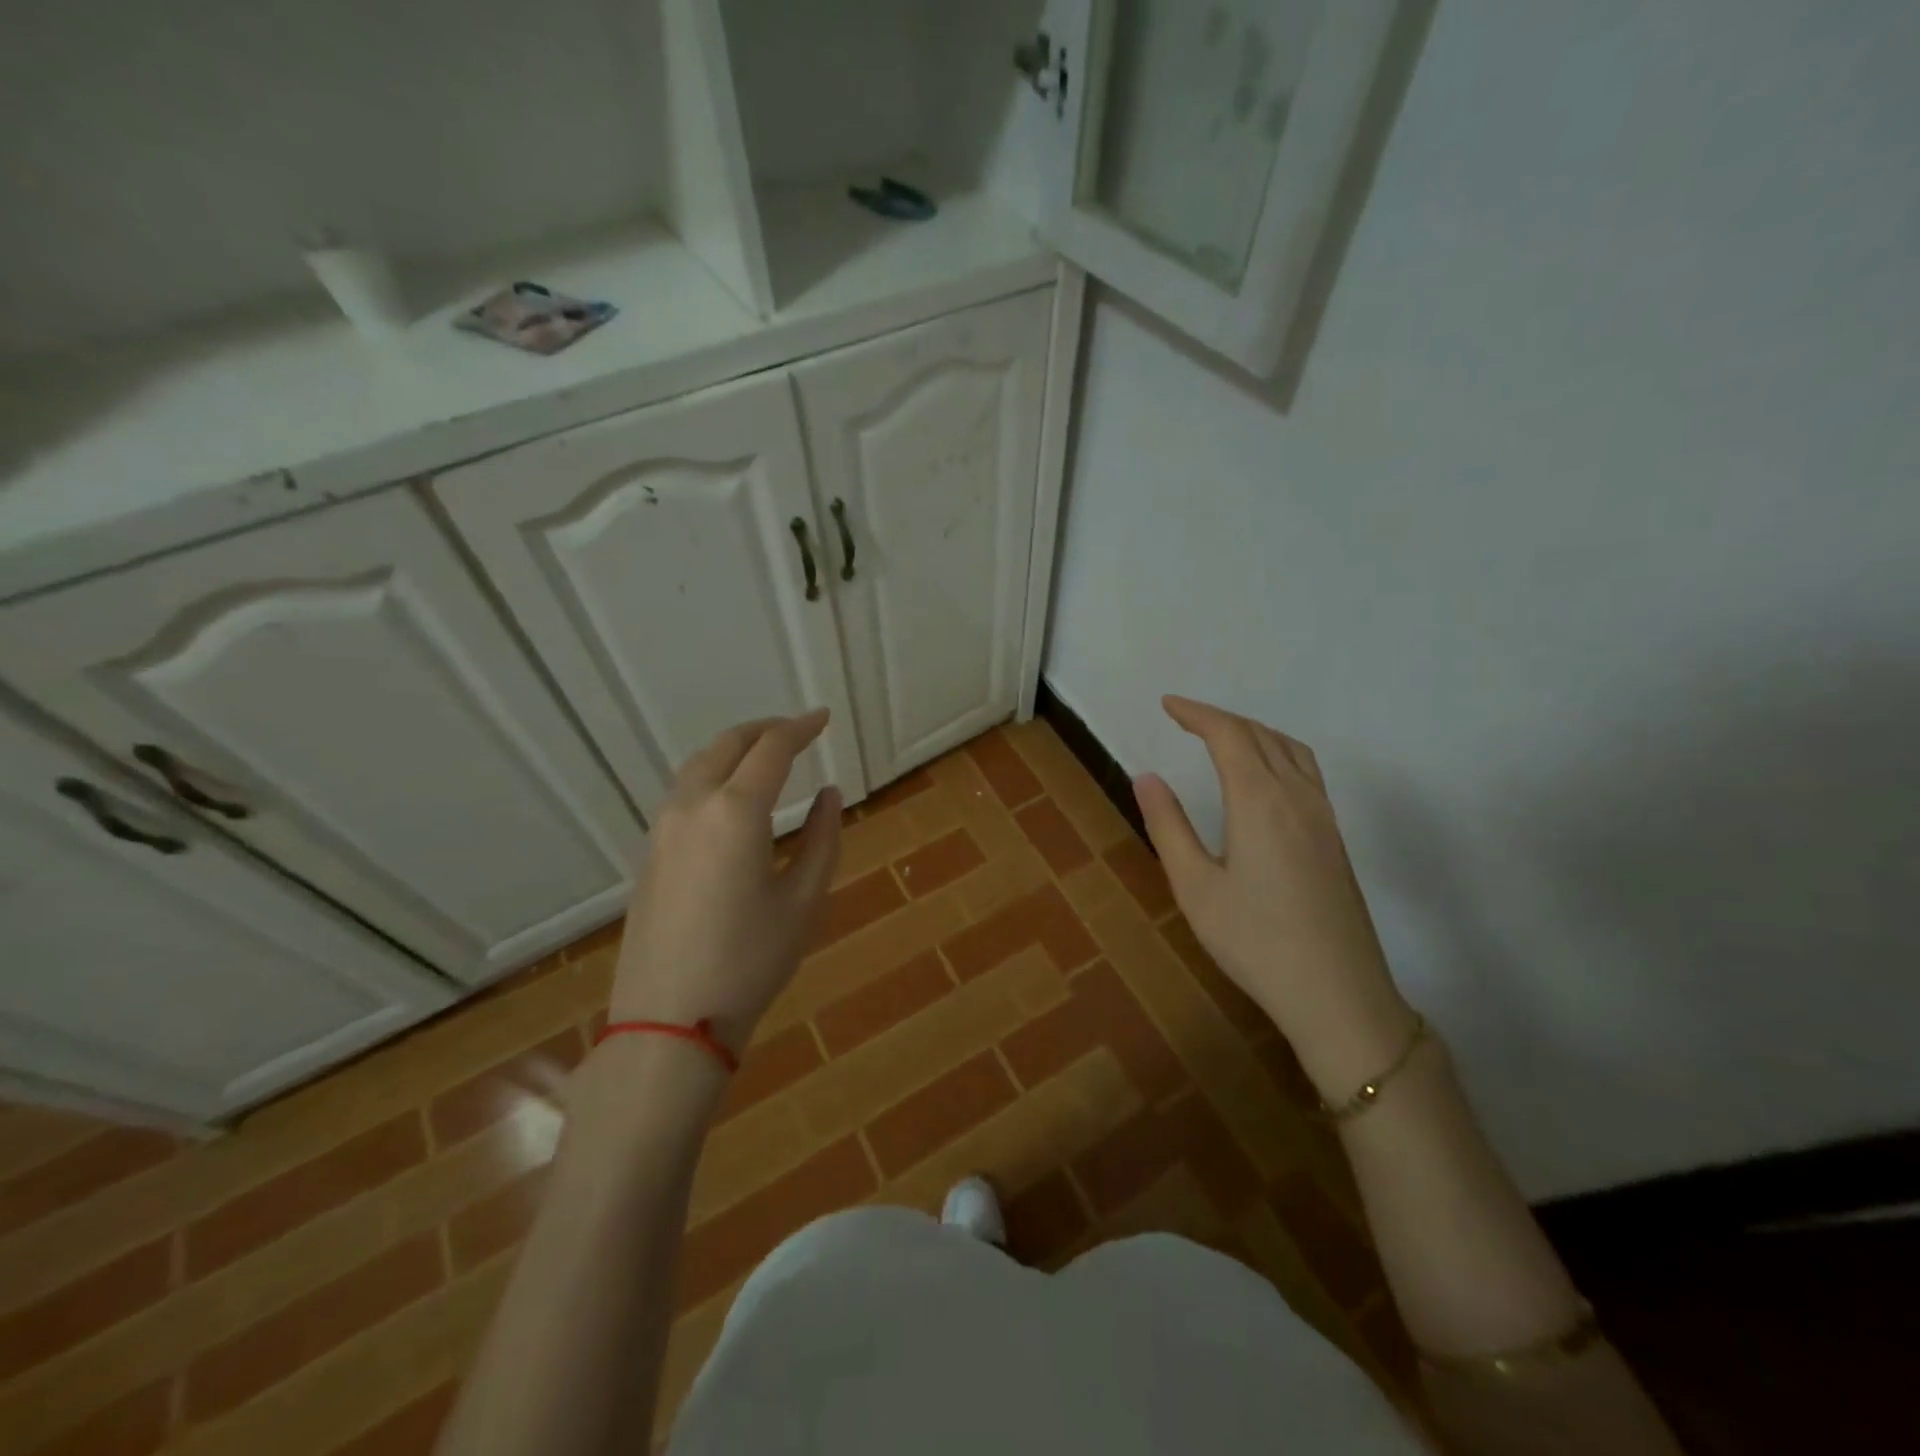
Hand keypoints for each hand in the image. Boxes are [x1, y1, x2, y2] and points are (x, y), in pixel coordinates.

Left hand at [610, 710, 841, 1056]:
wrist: (670, 1019)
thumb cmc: (750, 961)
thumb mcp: (804, 900)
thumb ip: (823, 838)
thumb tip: (829, 794)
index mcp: (735, 812)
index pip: (772, 749)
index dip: (801, 728)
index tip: (824, 718)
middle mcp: (693, 806)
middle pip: (727, 745)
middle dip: (765, 729)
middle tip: (797, 730)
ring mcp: (663, 829)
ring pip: (698, 765)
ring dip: (734, 749)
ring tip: (765, 756)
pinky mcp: (650, 853)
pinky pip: (683, 792)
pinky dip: (713, 775)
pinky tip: (731, 796)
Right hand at [1133, 695, 1414, 1096]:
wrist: (1338, 994)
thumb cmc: (1255, 942)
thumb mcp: (1195, 887)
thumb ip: (1168, 826)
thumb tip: (1146, 777)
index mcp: (1259, 801)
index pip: (1228, 735)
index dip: (1196, 713)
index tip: (1167, 704)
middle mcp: (1297, 796)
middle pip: (1260, 735)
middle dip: (1220, 718)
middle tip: (1184, 718)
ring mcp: (1323, 816)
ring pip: (1290, 749)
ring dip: (1253, 731)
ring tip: (1222, 737)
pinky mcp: (1335, 838)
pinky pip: (1306, 770)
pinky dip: (1277, 751)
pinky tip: (1265, 776)